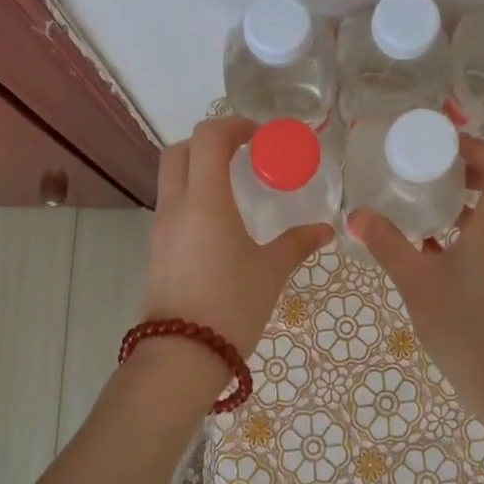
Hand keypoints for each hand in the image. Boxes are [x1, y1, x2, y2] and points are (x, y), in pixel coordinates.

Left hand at [140, 117, 333, 358]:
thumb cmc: (230, 306)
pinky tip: (221, 220)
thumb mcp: (270, 272)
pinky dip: (194, 194)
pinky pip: (172, 204)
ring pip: (172, 176)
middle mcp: (177, 205)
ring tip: (236, 186)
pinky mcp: (157, 248)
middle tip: (244, 154)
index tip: (260, 138)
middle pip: (180, 150)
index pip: (208, 138)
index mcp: (205, 201)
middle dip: (211, 142)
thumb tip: (326, 230)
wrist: (179, 357)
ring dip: (200, 168)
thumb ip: (297, 244)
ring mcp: (161, 227)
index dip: (234, 126)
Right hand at [349, 135, 483, 444]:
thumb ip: (388, 245)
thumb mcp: (418, 284)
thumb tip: (355, 214)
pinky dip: (470, 223)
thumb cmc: (468, 330)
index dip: (477, 147)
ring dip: (471, 194)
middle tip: (431, 165)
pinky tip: (432, 238)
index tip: (439, 146)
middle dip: (471, 166)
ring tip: (428, 194)